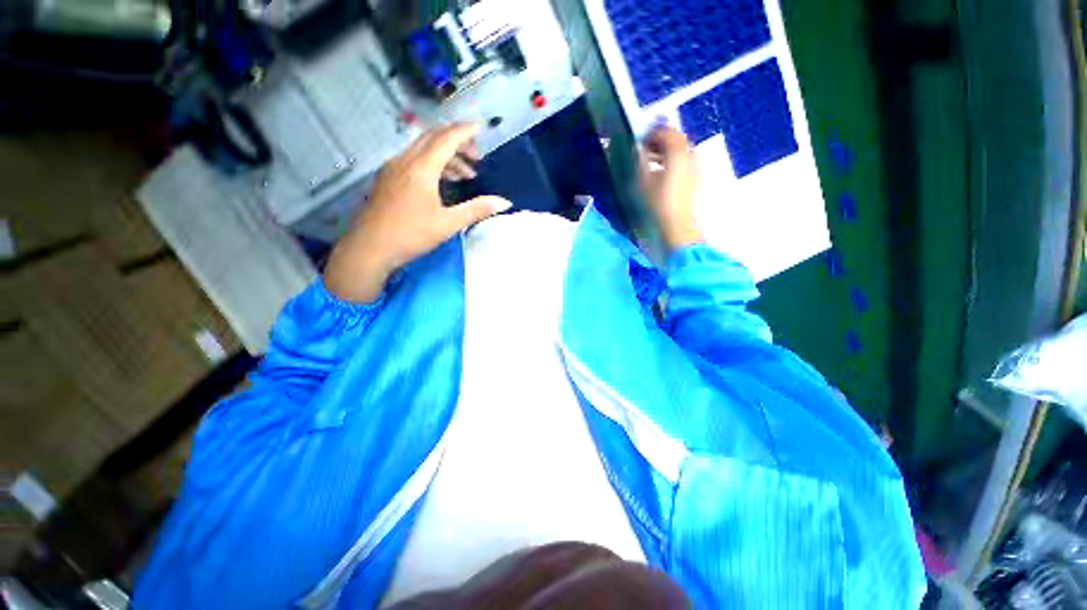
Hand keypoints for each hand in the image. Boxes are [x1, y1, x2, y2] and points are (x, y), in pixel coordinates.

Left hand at [325, 123, 510, 302]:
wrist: (369, 249)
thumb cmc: (410, 235)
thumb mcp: (448, 224)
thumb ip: (476, 210)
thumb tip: (504, 202)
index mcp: (421, 168)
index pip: (446, 139)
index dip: (465, 131)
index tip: (482, 128)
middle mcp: (405, 161)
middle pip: (433, 138)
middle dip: (457, 142)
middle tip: (476, 158)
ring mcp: (392, 168)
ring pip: (422, 149)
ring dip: (446, 156)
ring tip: (465, 175)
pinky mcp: (387, 179)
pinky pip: (413, 160)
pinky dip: (432, 164)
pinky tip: (441, 183)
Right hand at [638, 127, 702, 250]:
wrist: (677, 227)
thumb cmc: (658, 204)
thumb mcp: (643, 181)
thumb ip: (639, 161)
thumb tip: (636, 149)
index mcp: (679, 153)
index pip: (668, 133)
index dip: (653, 133)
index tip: (640, 140)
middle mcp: (690, 157)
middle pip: (677, 141)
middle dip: (660, 142)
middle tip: (644, 149)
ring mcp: (695, 169)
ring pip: (681, 153)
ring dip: (666, 154)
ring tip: (650, 164)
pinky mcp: (695, 182)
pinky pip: (683, 165)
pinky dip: (672, 164)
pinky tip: (661, 176)